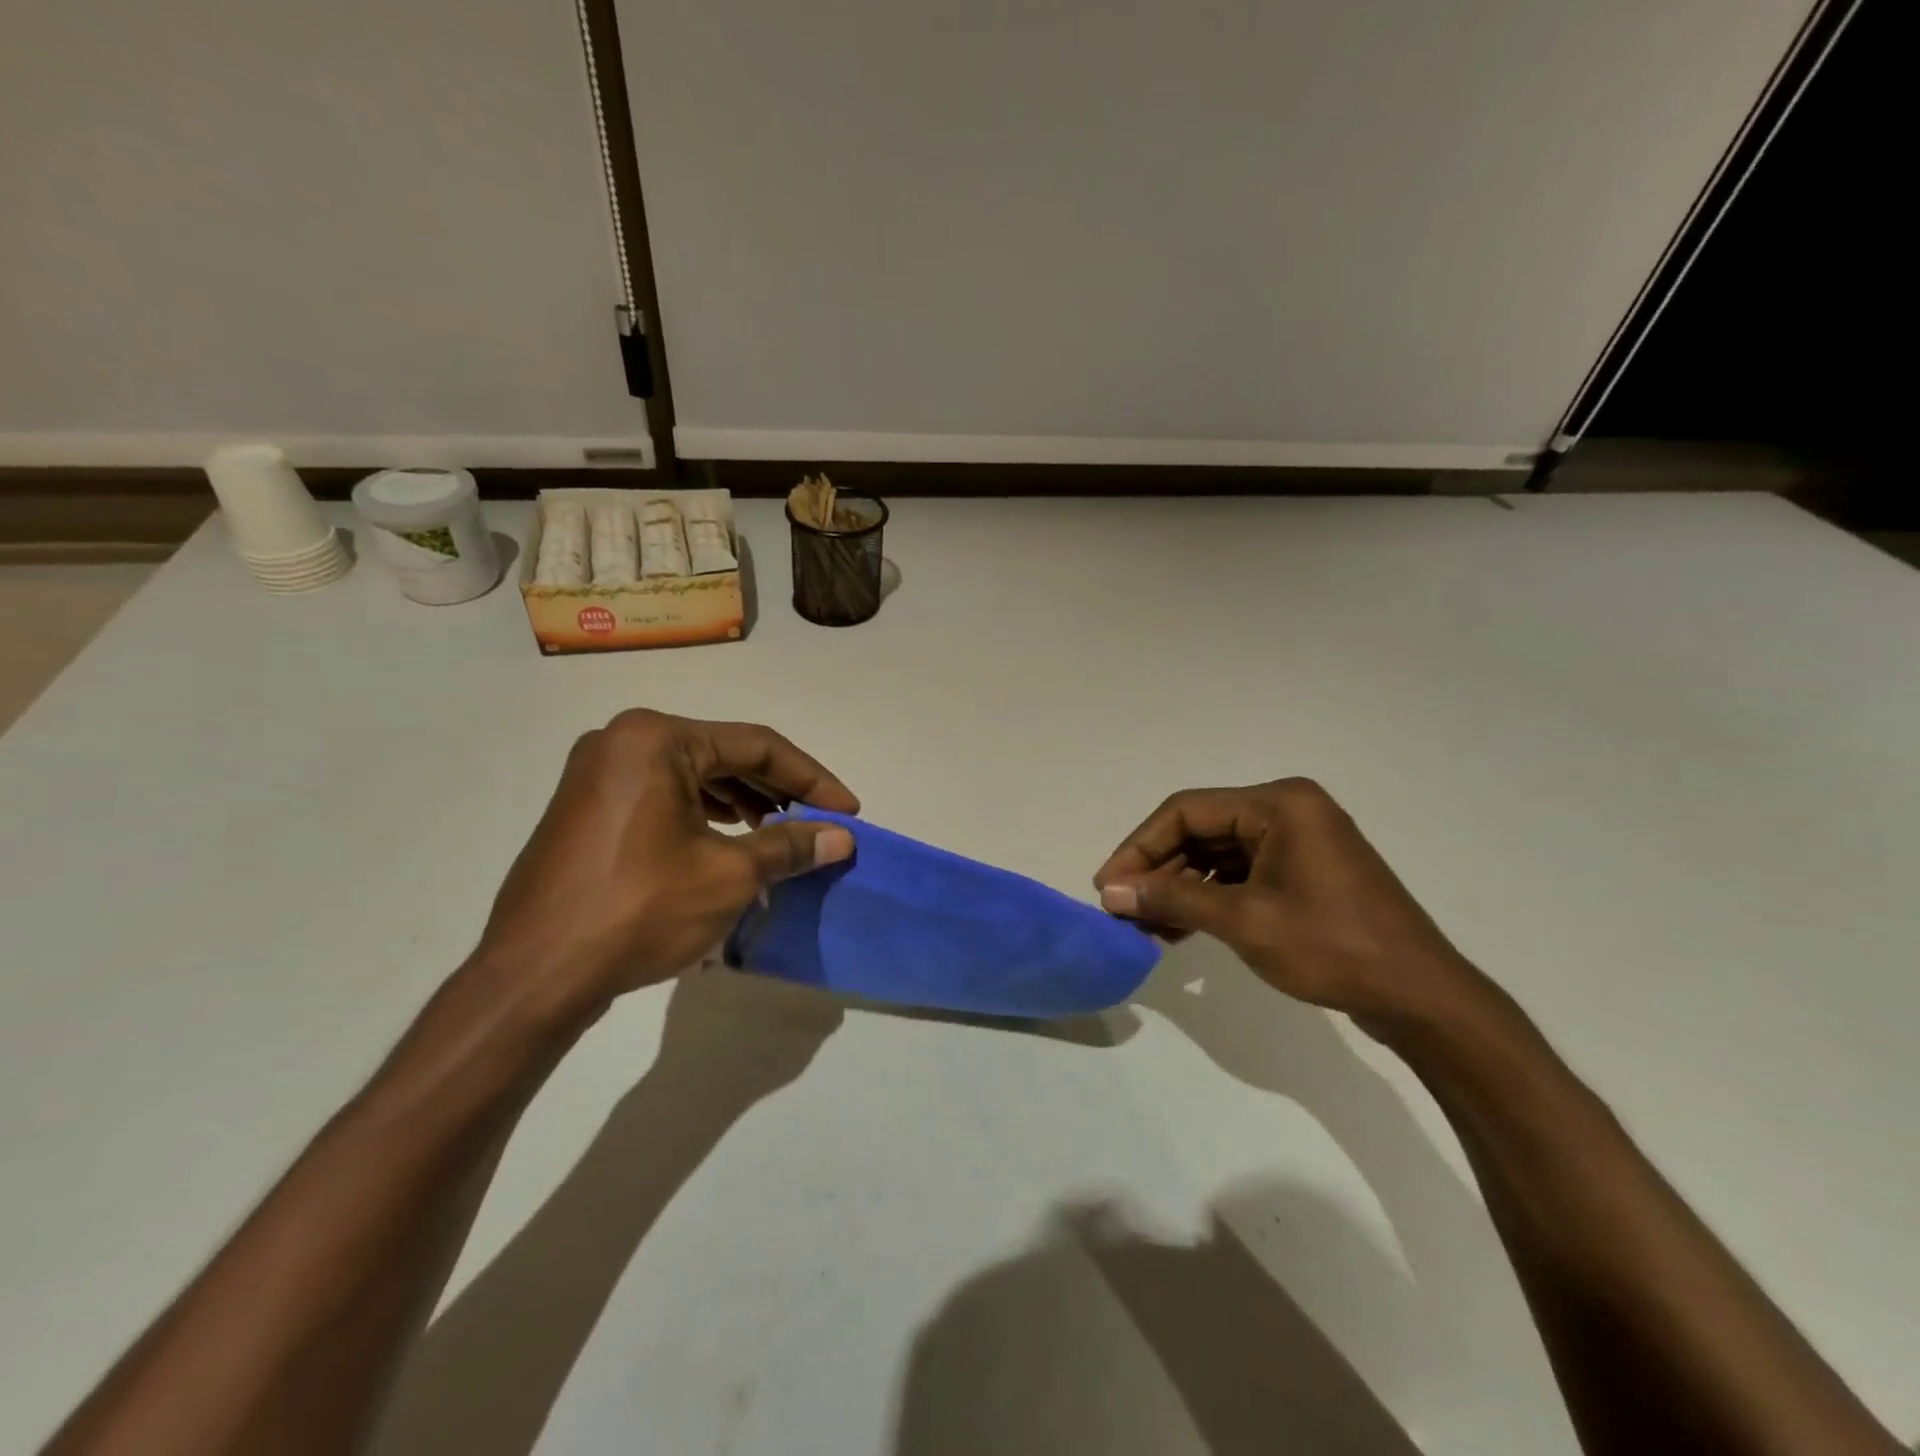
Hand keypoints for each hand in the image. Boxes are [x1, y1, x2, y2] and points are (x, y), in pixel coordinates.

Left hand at [474, 709, 859, 1010]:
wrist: (534, 976)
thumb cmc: (639, 910)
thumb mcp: (728, 875)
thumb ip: (789, 846)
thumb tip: (842, 837)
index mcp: (656, 739)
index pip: (756, 746)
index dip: (812, 778)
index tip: (849, 810)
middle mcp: (622, 742)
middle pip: (723, 755)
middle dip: (778, 790)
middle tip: (819, 822)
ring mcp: (598, 775)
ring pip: (693, 776)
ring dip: (744, 802)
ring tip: (781, 833)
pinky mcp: (587, 809)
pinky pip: (662, 796)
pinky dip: (704, 814)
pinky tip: (730, 842)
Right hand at [1094, 779, 1487, 1033]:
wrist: (1421, 999)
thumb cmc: (1332, 948)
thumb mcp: (1243, 921)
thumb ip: (1173, 899)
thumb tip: (1110, 891)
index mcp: (1278, 804)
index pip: (1187, 811)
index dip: (1139, 846)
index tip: (1107, 885)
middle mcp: (1287, 811)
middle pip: (1201, 831)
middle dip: (1158, 871)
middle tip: (1122, 909)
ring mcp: (1297, 842)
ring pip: (1217, 855)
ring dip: (1179, 888)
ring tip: (1145, 926)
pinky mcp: (1302, 872)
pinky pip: (1240, 875)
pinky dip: (1208, 899)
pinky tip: (1179, 929)